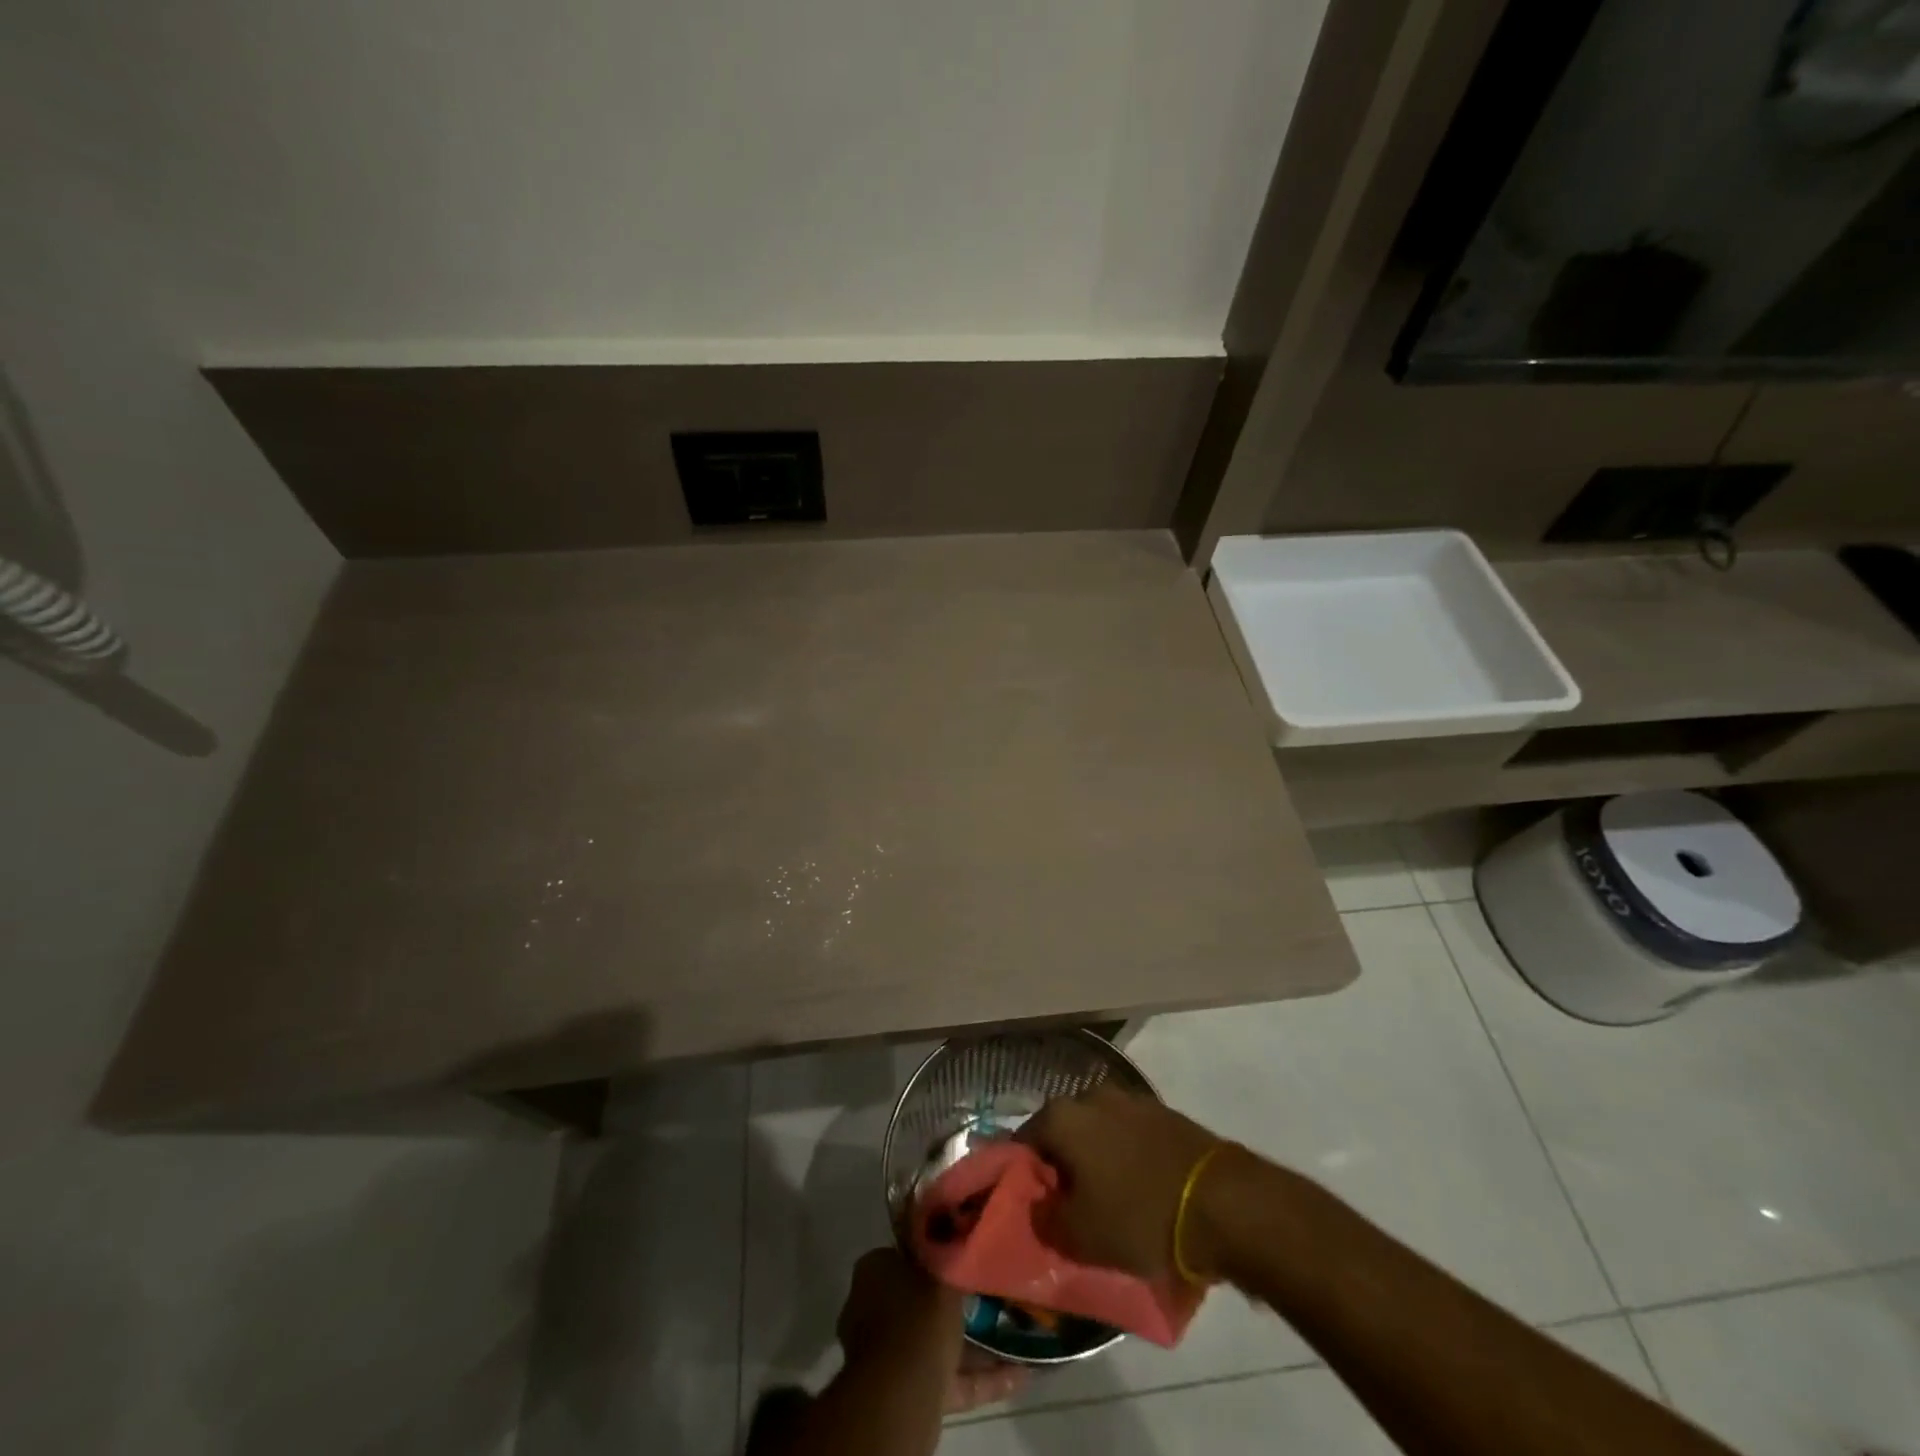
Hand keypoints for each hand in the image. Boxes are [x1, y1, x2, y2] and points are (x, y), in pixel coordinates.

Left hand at [836, 1248, 1027, 1413]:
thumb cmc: (918, 1317)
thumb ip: (950, 1255)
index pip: (906, 1254)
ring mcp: (889, 1355)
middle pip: (921, 1300)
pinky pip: (949, 1379)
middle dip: (956, 1303)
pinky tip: (1021, 1376)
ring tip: (1016, 1336)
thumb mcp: (942, 1273)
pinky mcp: (909, 1393)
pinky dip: (981, 1378)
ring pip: (937, 1342)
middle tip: (993, 1295)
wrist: (900, 1395)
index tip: (964, 1254)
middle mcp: (874, 1310)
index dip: (936, 1254)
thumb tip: (957, 1234)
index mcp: (875, 1271)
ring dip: (975, 1345)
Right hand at [1019, 1087, 1226, 1279]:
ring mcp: (1130, 1099)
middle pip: (1063, 1131)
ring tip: (1110, 1199)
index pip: (1024, 1141)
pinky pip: (1130, 1135)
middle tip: (1071, 1204)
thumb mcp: (1079, 1236)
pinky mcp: (1163, 1112)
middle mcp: (1090, 1096)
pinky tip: (1140, 1187)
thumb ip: (1044, 1218)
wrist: (1221, 1201)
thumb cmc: (1138, 1215)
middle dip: (1063, 1164)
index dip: (1024, 1175)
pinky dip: (1128, 1156)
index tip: (1035, 1205)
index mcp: (1061, 1116)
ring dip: (1097, 1158)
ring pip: (1098, 1131)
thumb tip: (1037, 1204)